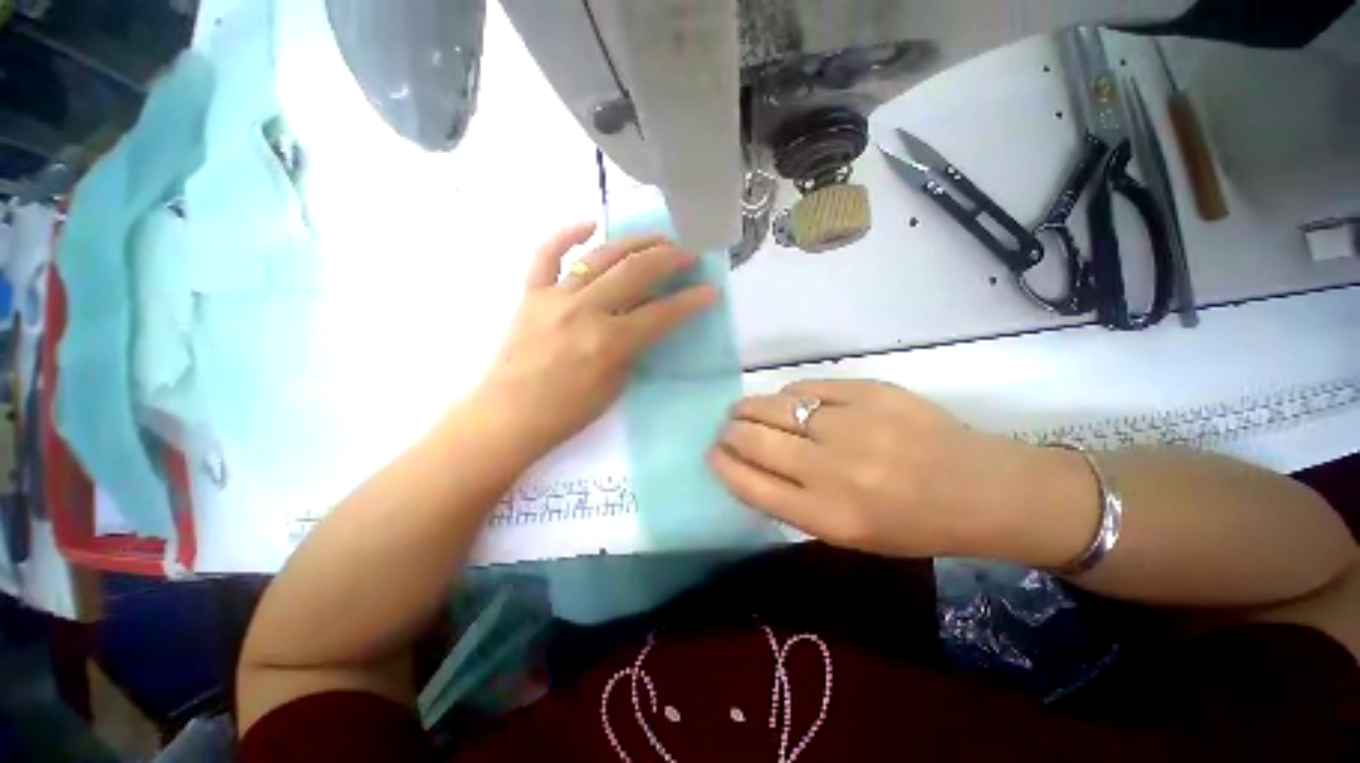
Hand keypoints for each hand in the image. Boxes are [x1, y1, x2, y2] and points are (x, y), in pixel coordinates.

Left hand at [474, 222, 717, 462]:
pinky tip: (590, 225)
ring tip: (656, 239)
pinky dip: (568, 234)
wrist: (509, 415)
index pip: (661, 313)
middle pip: (636, 272)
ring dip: (634, 242)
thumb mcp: (615, 385)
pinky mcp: (532, 293)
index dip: (691, 301)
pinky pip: (548, 253)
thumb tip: (646, 321)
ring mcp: (556, 296)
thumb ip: (633, 348)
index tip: (710, 290)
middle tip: (687, 254)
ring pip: (600, 256)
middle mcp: (586, 310)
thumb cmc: (568, 412)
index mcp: (609, 341)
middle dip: (669, 258)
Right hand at [709, 380, 1093, 560]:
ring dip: (749, 407)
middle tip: (727, 428)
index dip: (722, 464)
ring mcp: (852, 425)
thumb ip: (791, 500)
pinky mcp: (870, 392)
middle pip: (754, 439)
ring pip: (774, 406)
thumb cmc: (911, 523)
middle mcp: (833, 470)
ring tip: (744, 409)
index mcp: (827, 515)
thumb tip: (746, 462)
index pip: (749, 483)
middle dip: (729, 431)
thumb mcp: (846, 532)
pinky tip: (791, 402)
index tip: (712, 453)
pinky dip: (790, 395)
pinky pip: (807, 388)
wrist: (983, 490)